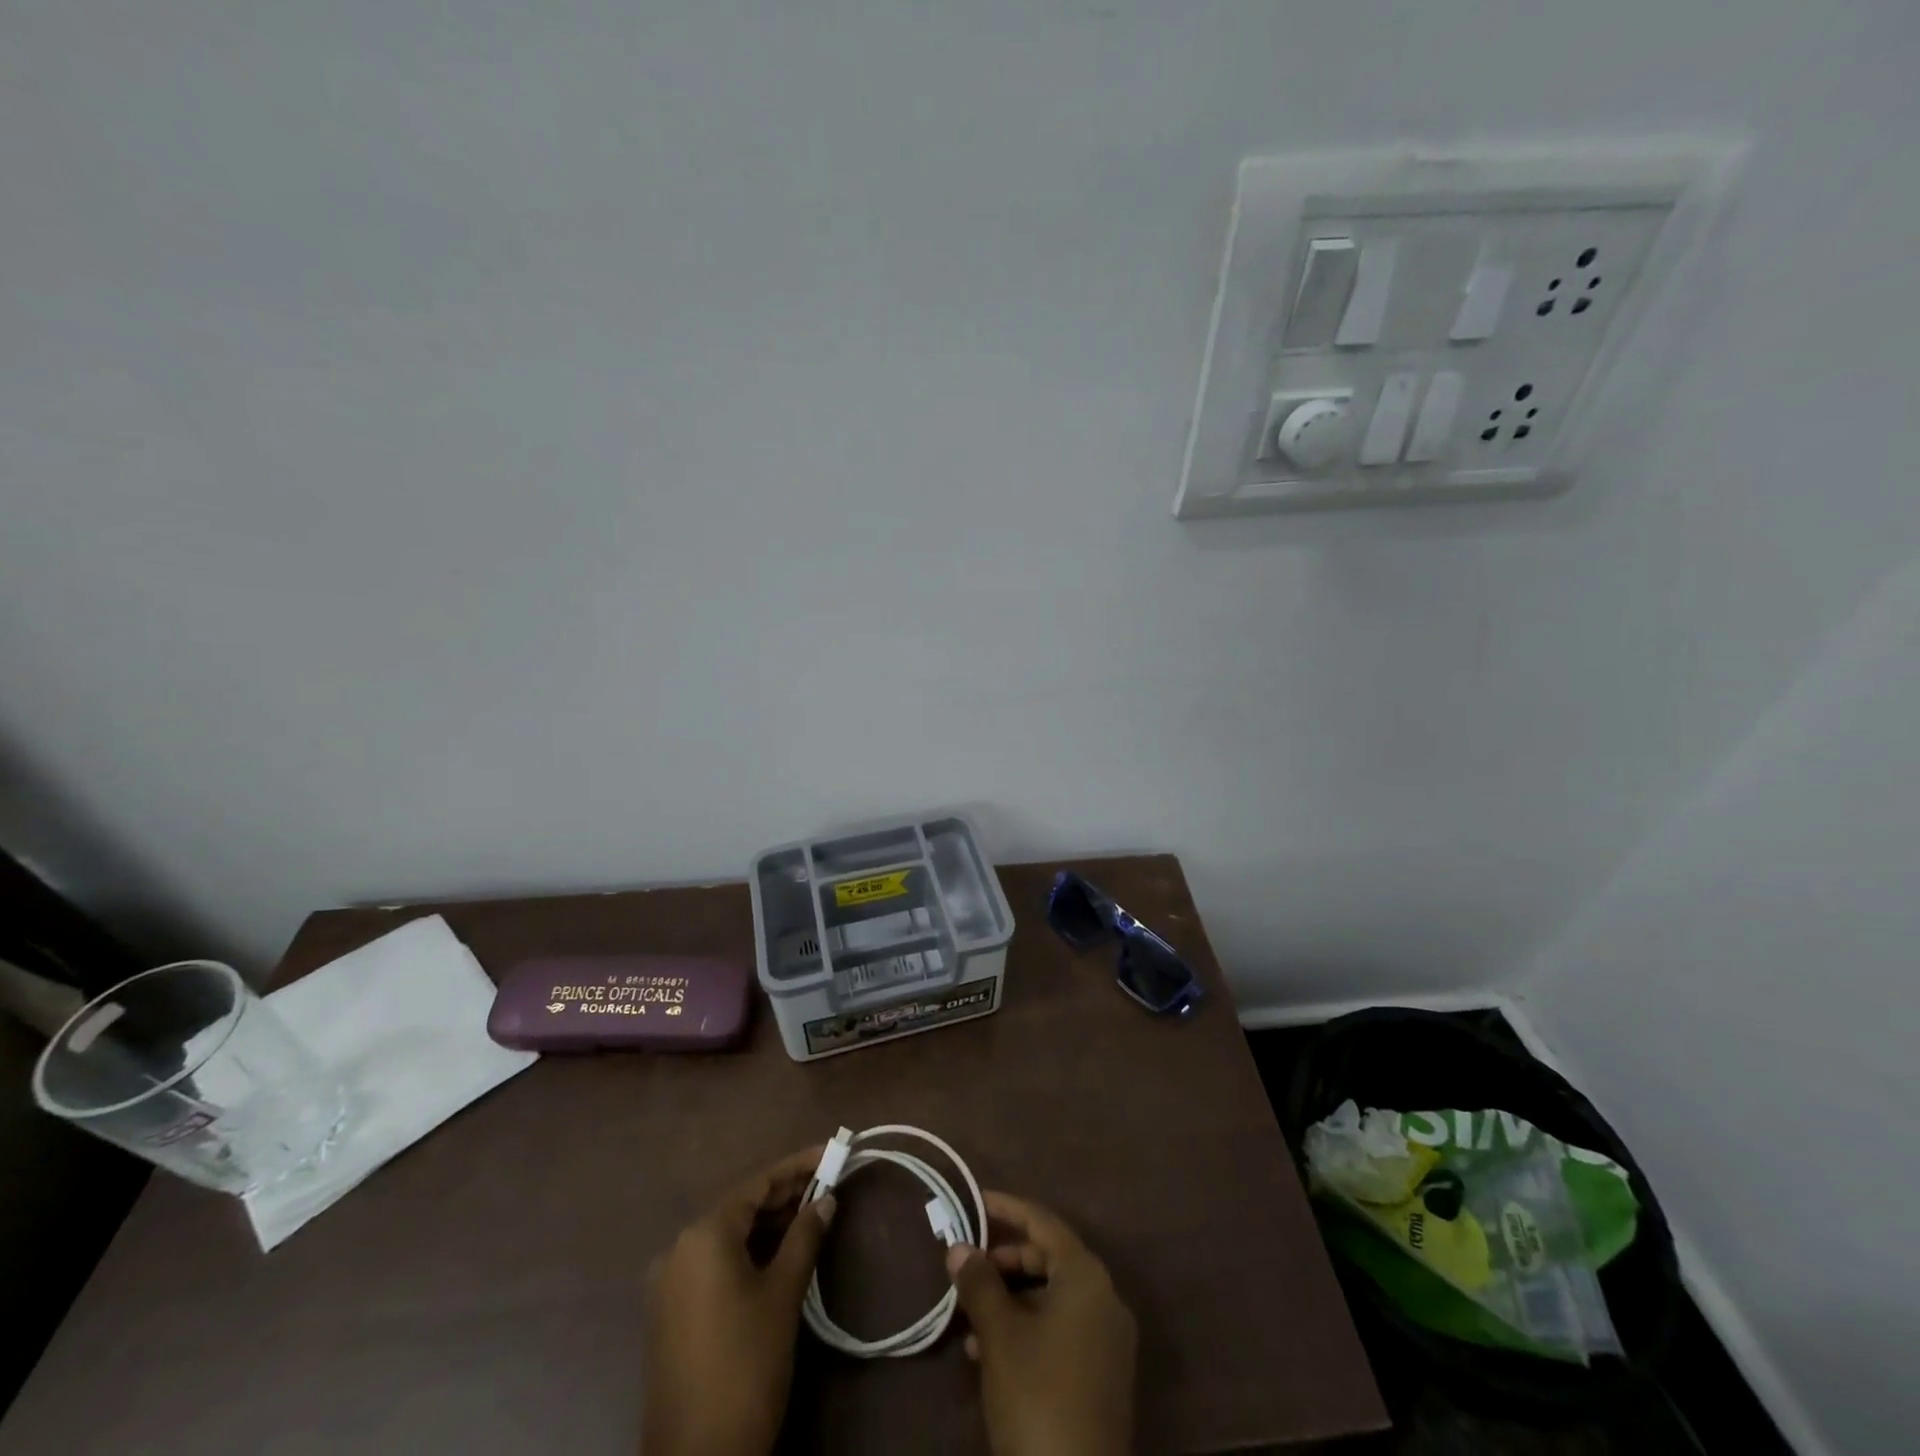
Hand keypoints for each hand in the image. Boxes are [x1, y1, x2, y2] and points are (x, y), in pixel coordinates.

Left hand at [641, 1147, 835, 1455]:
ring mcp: (670, 1283)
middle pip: (741, 1207)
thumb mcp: (783, 1294)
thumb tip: (826, 1200)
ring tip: (812, 1215)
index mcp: (704, 1234)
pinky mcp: (671, 1313)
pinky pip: (715, 1263)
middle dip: (785, 1195)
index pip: (758, 1184)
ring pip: (729, 1236)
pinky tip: (779, 1255)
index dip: (798, 1166)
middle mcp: (680, 1248)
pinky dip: (748, 1252)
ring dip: (769, 1225)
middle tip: (828, 1184)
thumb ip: (805, 1237)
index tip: (831, 1152)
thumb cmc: (745, 1363)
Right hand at [946, 1192, 1137, 1455]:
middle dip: (1004, 1259)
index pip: (1043, 1222)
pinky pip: (1062, 1328)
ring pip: (1052, 1297)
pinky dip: (1028, 1326)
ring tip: (970, 1315)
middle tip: (966, 1266)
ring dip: (1011, 1298)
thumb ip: (978, 1283)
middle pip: (1049, 1258)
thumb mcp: (999, 1334)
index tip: (974, 1202)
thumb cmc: (1037, 1395)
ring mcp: (1108, 1340)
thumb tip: (958, 1247)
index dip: (1007, 1208)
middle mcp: (1105, 1298)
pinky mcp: (1102, 1375)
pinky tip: (989, 1351)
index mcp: (1087, 1276)